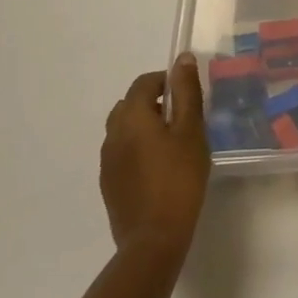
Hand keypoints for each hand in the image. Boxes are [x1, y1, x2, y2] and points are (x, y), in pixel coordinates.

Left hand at [98, 57, 209, 266]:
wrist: (153, 239)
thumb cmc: (179, 178)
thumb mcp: (191, 130)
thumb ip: (187, 92)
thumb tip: (182, 58)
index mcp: (132, 116)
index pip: (144, 83)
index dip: (166, 81)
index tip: (188, 94)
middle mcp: (112, 134)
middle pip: (130, 104)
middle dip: (154, 103)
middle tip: (182, 118)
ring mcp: (106, 161)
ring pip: (124, 130)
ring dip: (144, 126)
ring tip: (172, 144)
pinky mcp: (108, 184)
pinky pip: (121, 153)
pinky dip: (137, 149)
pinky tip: (159, 168)